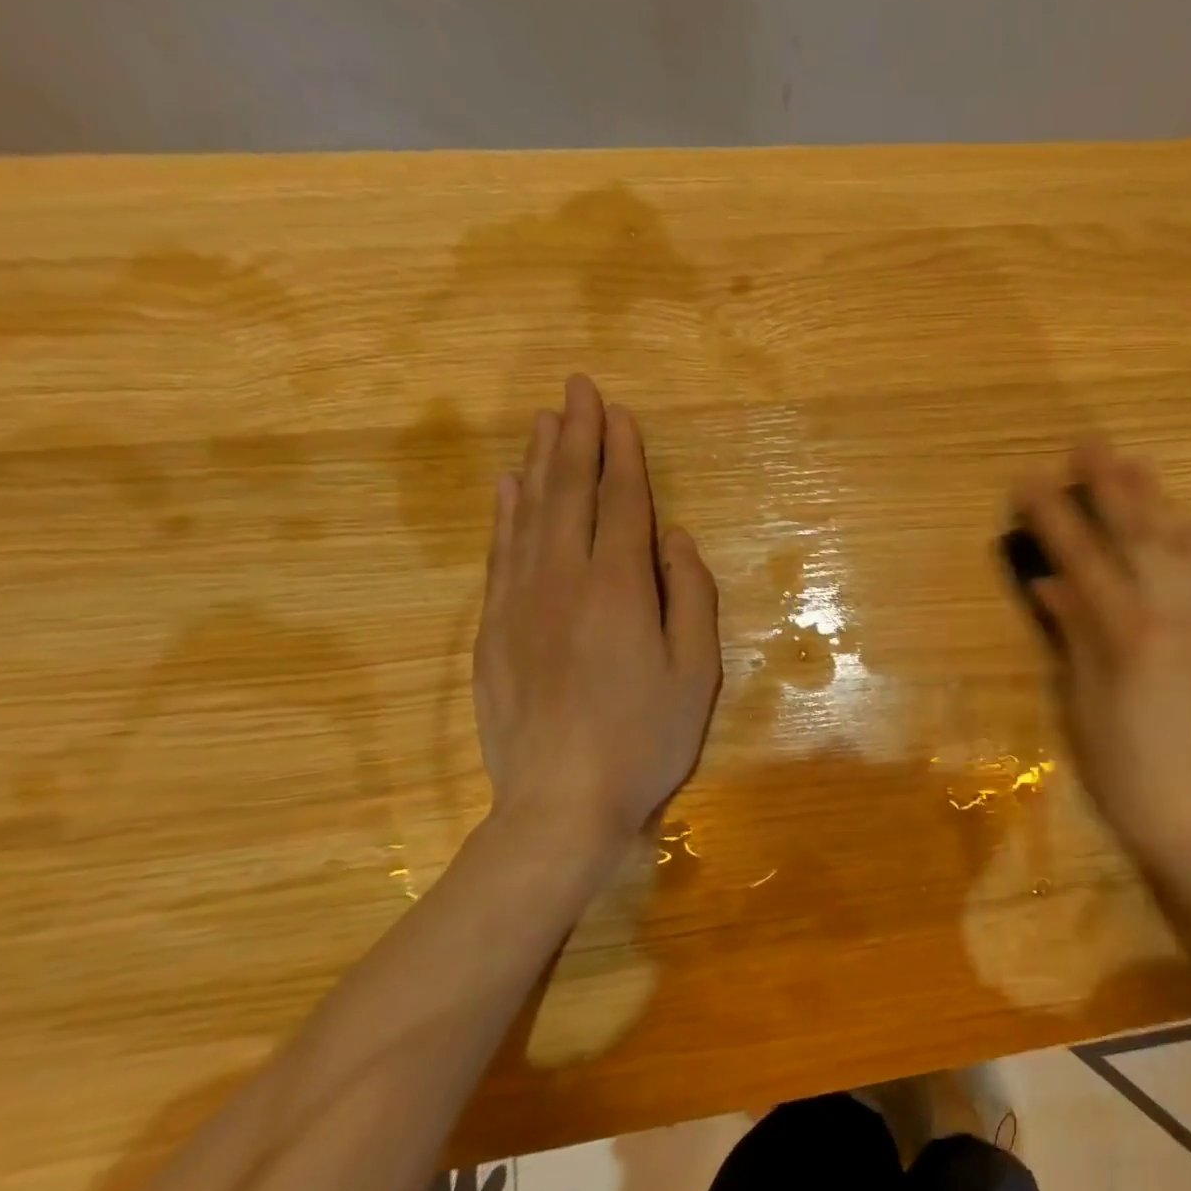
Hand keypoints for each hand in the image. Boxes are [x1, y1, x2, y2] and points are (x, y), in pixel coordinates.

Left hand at [473, 375, 720, 861]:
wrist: (560, 801)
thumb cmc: (646, 737)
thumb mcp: (697, 672)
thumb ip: (690, 597)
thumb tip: (676, 539)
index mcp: (620, 587)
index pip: (622, 504)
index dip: (624, 456)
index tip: (621, 414)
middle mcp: (563, 579)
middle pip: (569, 493)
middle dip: (577, 437)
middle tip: (578, 389)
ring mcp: (520, 602)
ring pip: (528, 514)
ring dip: (540, 463)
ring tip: (546, 422)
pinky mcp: (493, 629)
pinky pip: (499, 552)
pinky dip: (504, 512)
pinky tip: (507, 488)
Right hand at [1013, 439, 1190, 884]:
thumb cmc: (1132, 777)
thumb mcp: (1086, 708)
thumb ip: (1074, 637)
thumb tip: (1053, 585)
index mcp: (1128, 633)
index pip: (1084, 560)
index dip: (1054, 517)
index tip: (1030, 480)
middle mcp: (1173, 616)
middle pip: (1139, 536)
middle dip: (1111, 488)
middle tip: (1089, 445)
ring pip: (1182, 548)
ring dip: (1156, 502)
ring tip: (1137, 465)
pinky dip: (1190, 543)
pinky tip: (1185, 527)